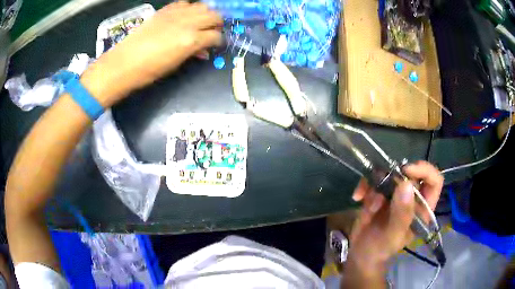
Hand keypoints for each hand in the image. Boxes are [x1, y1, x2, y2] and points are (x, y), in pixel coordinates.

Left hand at [81, 2, 222, 105]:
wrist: (124, 63)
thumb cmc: (149, 71)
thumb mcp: (175, 64)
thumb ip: (192, 53)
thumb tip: (203, 50)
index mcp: (191, 40)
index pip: (216, 35)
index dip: (218, 40)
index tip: (216, 44)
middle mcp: (187, 23)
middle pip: (214, 15)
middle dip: (216, 23)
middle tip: (212, 31)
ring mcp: (176, 14)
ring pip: (202, 6)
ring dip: (205, 13)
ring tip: (200, 22)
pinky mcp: (165, 10)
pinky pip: (184, 3)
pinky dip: (188, 8)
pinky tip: (184, 16)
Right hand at [347, 161, 442, 274]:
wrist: (359, 253)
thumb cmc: (380, 249)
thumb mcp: (392, 236)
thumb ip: (401, 214)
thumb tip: (406, 184)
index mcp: (422, 208)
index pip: (434, 181)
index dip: (424, 171)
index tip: (406, 171)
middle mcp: (412, 198)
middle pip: (410, 173)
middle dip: (393, 180)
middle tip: (378, 193)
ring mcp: (396, 194)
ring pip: (391, 173)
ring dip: (376, 184)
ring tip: (367, 205)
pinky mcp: (380, 192)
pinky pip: (374, 178)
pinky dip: (364, 185)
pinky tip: (357, 197)